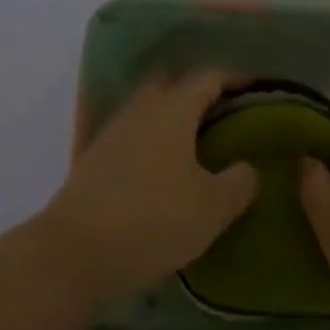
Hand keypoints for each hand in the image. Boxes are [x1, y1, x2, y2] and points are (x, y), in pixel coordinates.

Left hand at [37, 70, 255, 307]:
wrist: (74, 251)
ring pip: (150, 109)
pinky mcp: (96, 158)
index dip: (234, 78)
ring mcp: (114, 131)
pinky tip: (163, 168)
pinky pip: (134, 134)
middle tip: (223, 112)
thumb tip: (246, 167)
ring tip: (196, 143)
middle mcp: (142, 109)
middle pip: (173, 85)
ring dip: (173, 116)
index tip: (254, 86)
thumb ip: (238, 182)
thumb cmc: (153, 219)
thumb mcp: (211, 207)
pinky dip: (153, 140)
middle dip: (198, 92)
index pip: (208, 77)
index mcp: (173, 109)